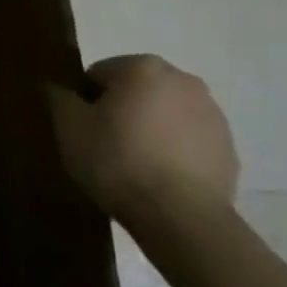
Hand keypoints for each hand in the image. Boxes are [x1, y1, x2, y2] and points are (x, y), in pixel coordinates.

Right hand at [50, 55, 237, 231]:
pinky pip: (189, 142)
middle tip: (106, 147)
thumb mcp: (70, 128)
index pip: (99, 74)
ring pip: (165, 115)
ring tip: (135, 167)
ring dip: (150, 130)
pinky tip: (160, 180)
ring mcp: (212, 114)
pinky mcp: (228, 148)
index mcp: (143, 68)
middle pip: (136, 91)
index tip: (83, 131)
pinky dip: (174, 152)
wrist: (181, 218)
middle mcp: (183, 80)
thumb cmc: (118, 162)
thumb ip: (59, 98)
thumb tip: (58, 88)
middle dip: (121, 112)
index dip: (85, 102)